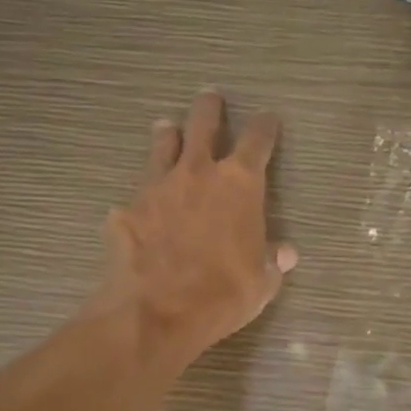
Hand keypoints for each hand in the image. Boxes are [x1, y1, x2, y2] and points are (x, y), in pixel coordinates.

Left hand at [97, 90, 297, 373]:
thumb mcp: (261, 282)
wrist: (155, 312)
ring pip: (163, 145)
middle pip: (203, 124)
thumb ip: (272, 260)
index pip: (257, 140)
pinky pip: (137, 192)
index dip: (265, 126)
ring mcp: (156, 187)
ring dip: (168, 135)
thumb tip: (285, 252)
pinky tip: (140, 206)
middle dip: (209, 108)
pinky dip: (143, 194)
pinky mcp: (126, 209)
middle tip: (209, 97)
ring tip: (167, 128)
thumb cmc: (221, 295)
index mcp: (238, 184)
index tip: (268, 119)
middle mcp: (197, 173)